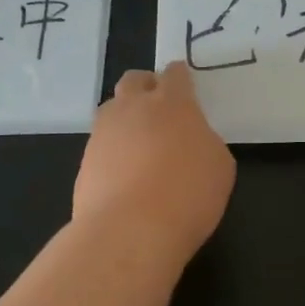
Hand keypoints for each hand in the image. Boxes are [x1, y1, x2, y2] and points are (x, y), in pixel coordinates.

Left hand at [74, 62, 234, 260]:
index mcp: (172, 103)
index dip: (180, 77)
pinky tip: (124, 174)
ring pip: (111, 110)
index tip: (183, 83)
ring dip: (125, 118)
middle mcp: (133, 108)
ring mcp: (103, 133)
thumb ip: (205, 142)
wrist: (129, 230)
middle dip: (146, 86)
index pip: (174, 75)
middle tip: (158, 106)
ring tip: (139, 143)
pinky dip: (112, 152)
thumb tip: (191, 140)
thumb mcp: (219, 167)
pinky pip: (100, 145)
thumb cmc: (187, 194)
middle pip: (134, 81)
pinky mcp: (85, 161)